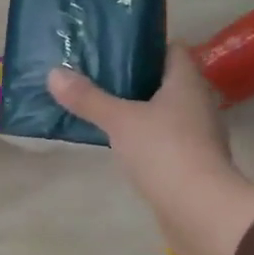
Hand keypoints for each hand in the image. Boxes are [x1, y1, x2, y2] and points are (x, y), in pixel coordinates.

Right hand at [48, 47, 253, 254]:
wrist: (200, 209)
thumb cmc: (164, 151)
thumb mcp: (120, 121)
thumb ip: (88, 98)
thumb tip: (53, 73)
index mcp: (187, 82)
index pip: (172, 50)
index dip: (146, 45)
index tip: (116, 47)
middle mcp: (199, 103)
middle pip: (168, 81)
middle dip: (137, 78)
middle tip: (100, 76)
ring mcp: (200, 135)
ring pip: (167, 112)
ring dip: (142, 110)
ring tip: (106, 108)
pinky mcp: (194, 163)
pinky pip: (167, 140)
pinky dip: (148, 138)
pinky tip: (123, 144)